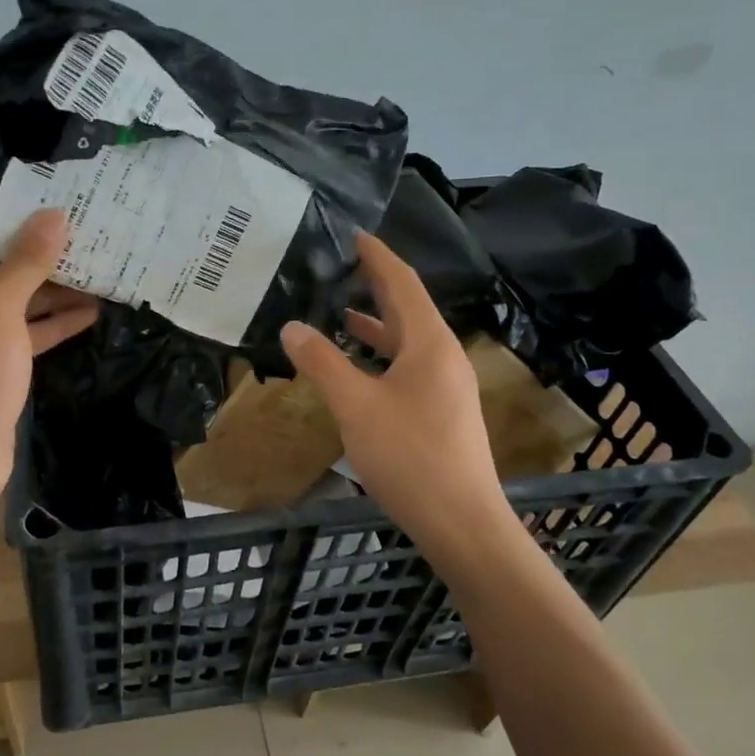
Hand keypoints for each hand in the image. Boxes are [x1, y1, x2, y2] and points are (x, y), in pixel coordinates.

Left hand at [0, 210, 97, 489]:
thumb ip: (26, 261)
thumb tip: (53, 215)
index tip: (20, 205)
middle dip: (25, 252)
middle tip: (68, 232)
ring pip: (8, 301)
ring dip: (45, 289)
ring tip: (90, 268)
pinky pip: (20, 333)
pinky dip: (49, 323)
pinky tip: (90, 312)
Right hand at [280, 232, 514, 553]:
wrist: (461, 522)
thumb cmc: (410, 456)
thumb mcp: (356, 406)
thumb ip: (322, 363)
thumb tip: (292, 326)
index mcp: (429, 343)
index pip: (402, 283)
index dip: (377, 256)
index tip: (352, 233)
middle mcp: (443, 356)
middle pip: (407, 307)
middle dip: (375, 284)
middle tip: (339, 264)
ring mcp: (445, 385)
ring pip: (406, 340)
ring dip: (375, 322)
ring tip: (338, 309)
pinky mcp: (440, 410)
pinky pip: (407, 365)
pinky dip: (380, 355)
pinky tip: (357, 366)